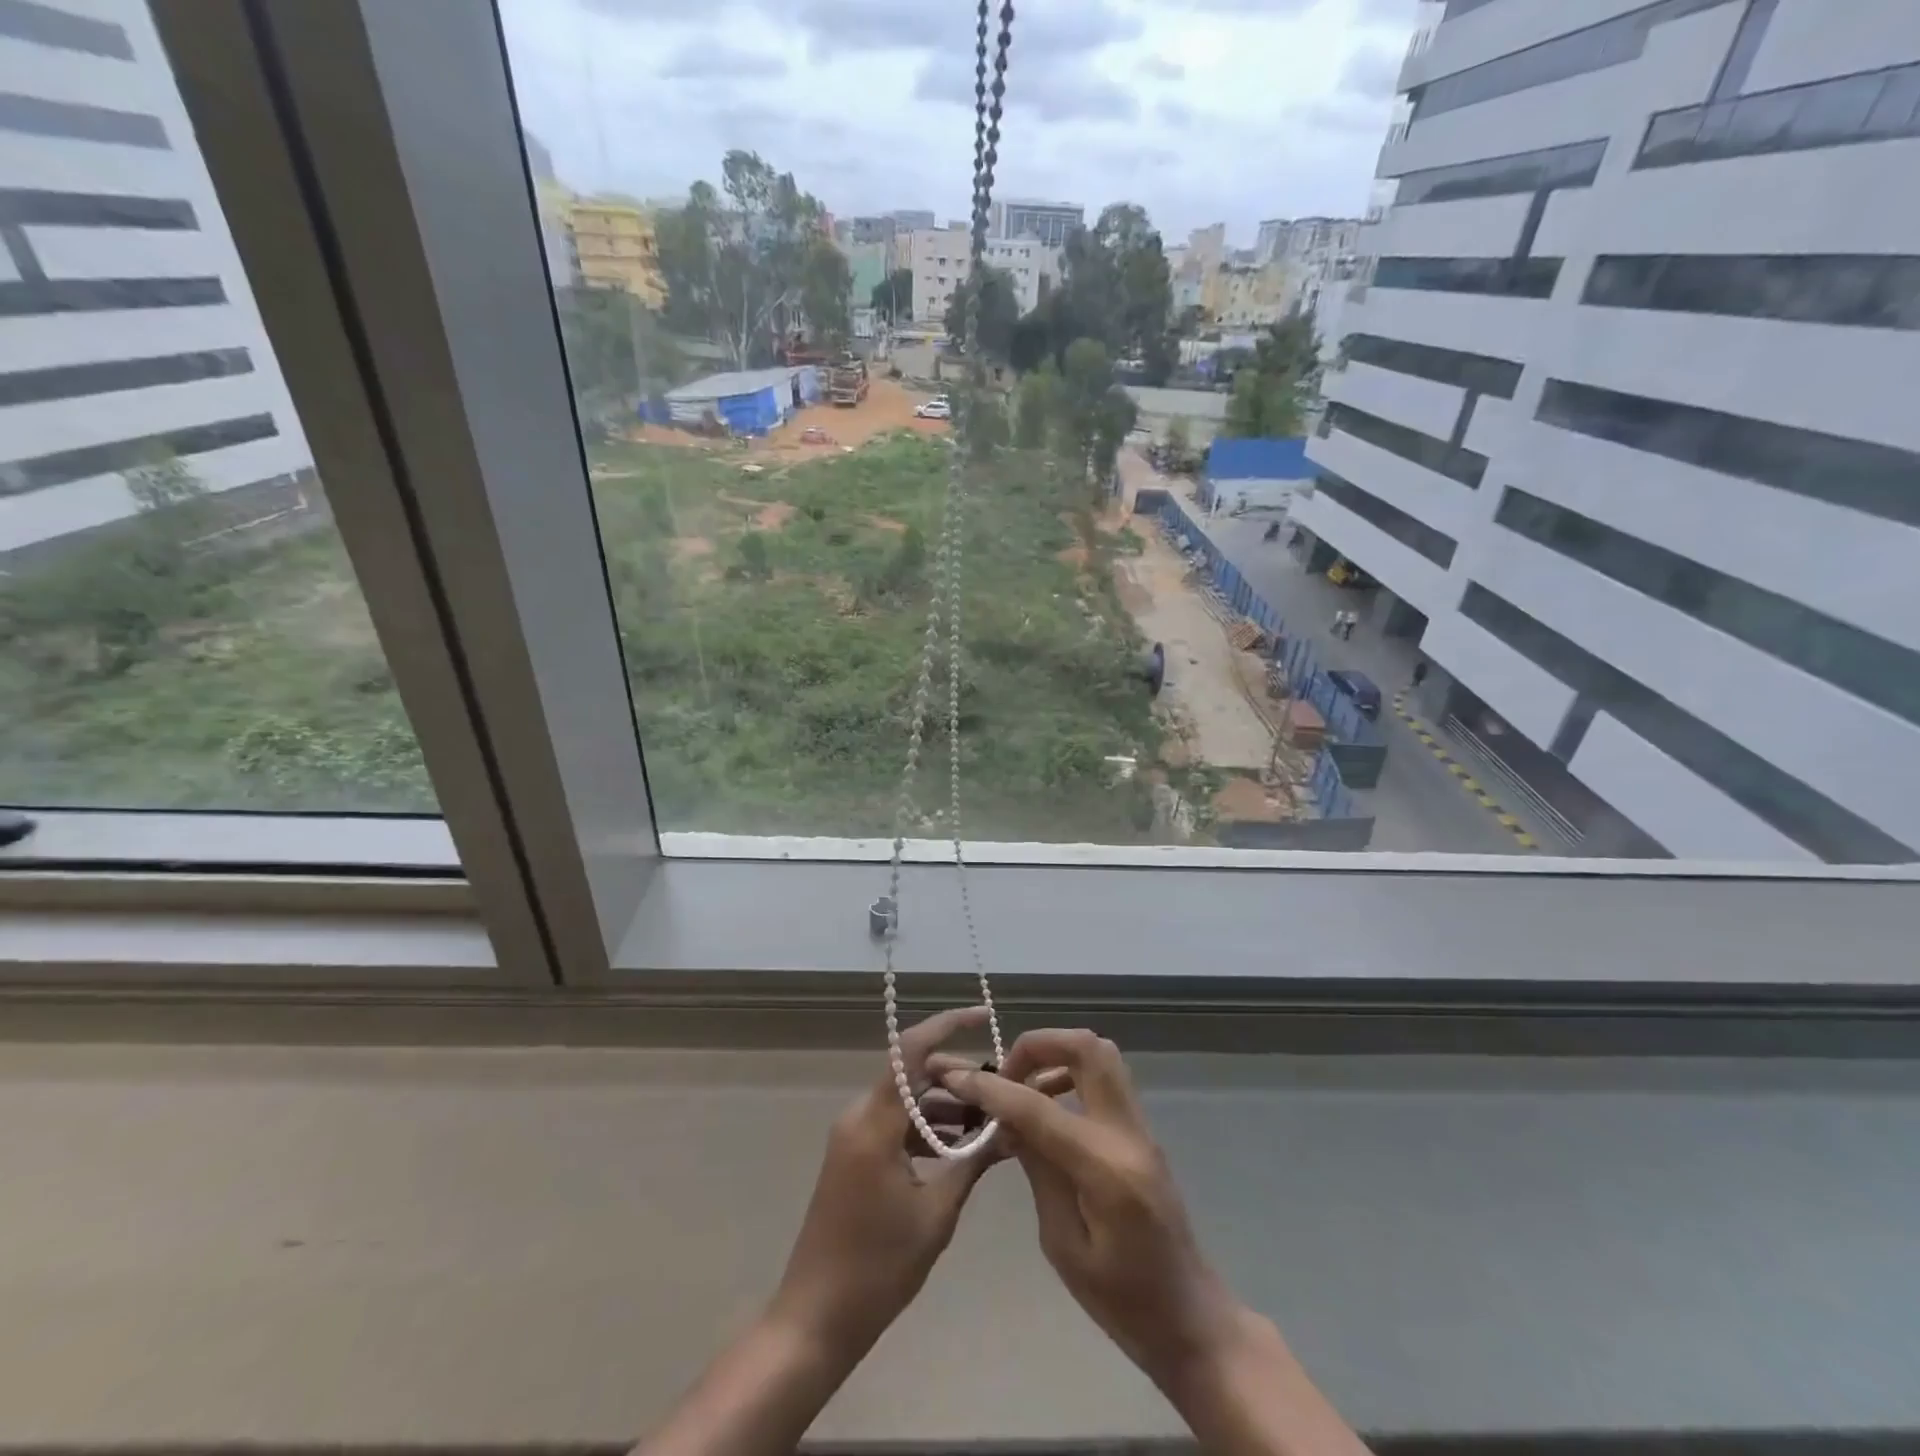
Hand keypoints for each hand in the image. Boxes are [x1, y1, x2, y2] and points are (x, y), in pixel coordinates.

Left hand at [767, 1005, 1010, 1355]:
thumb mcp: (936, 1215)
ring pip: (905, 1099)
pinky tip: (959, 1149)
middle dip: (956, 1075)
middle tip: (999, 1092)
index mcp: (874, 1123)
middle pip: (911, 1073)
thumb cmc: (877, 1268)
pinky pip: (895, 1123)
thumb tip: (1009, 1130)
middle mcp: (859, 1117)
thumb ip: (972, 1163)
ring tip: (989, 1123)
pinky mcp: (854, 1155)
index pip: (910, 1052)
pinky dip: (926, 1128)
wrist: (815, 1319)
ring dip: (944, 1105)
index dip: (947, 1025)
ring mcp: (853, 1136)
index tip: (983, 1015)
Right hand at [940, 1029, 1246, 1394]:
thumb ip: (1037, 1170)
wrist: (1190, 1318)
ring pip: (1100, 1054)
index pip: (1038, 1107)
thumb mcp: (1062, 1244)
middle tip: (1005, 1073)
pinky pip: (1106, 1078)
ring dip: (1056, 1054)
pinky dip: (1071, 1073)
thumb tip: (1005, 1119)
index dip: (993, 1088)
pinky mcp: (1142, 1131)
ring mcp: (1140, 1127)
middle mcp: (1127, 1133)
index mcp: (1105, 1168)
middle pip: (1086, 1048)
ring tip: (1023, 1086)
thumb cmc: (1122, 1301)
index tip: (958, 1077)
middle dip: (1037, 1046)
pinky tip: (1048, 1106)